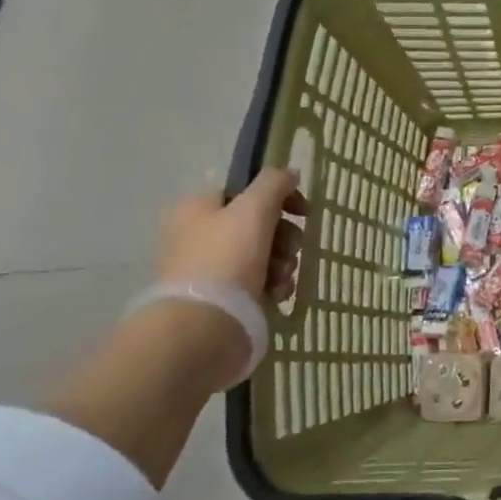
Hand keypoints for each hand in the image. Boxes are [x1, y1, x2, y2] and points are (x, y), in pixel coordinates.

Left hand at [155, 166, 306, 299]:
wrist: (202, 326)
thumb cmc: (226, 258)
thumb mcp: (254, 209)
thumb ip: (274, 183)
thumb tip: (289, 173)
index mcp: (197, 207)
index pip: (246, 189)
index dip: (279, 197)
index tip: (303, 212)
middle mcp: (198, 234)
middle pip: (258, 223)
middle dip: (285, 237)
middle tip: (291, 250)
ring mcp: (208, 268)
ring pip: (263, 253)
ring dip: (283, 262)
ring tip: (282, 278)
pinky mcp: (221, 297)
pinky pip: (257, 281)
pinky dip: (273, 284)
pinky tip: (277, 294)